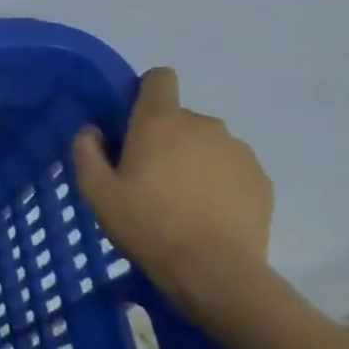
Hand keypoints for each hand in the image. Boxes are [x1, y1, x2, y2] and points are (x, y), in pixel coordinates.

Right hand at [71, 68, 272, 309]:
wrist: (214, 269)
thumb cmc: (145, 223)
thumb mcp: (95, 190)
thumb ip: (87, 151)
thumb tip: (94, 131)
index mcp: (160, 121)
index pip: (159, 79)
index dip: (145, 92)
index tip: (132, 121)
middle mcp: (204, 125)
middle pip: (180, 117)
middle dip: (164, 138)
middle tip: (146, 178)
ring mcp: (238, 151)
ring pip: (207, 144)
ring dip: (192, 160)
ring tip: (179, 200)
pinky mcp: (261, 179)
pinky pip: (231, 168)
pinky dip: (217, 182)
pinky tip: (205, 214)